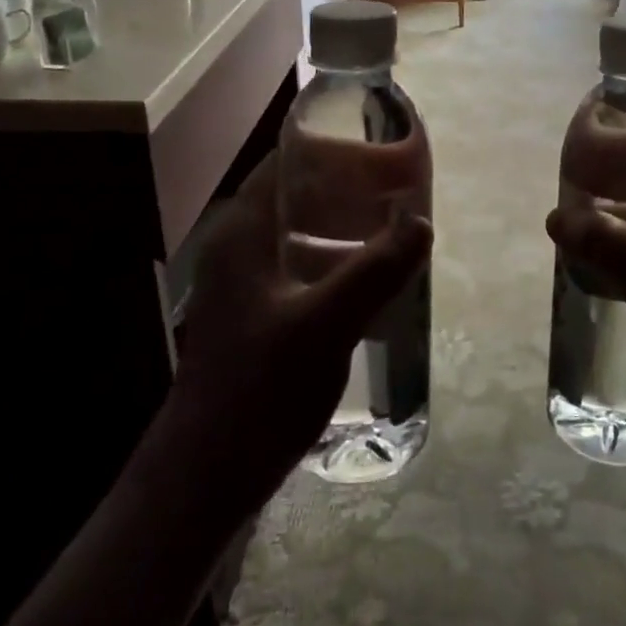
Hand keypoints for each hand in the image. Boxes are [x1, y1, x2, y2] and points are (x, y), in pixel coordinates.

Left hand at [163, 153, 431, 508]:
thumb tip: (421, 222)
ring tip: (393, 228)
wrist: (204, 478)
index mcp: (243, 231)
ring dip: (343, 225)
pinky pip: (299, 266)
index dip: (332, 147)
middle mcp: (238, 246)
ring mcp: (243, 283)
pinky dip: (334, 259)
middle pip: (295, 194)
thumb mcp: (326, 324)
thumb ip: (376, 269)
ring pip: (299, 232)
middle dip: (347, 186)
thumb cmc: (259, 390)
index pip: (285, 161)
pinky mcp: (254, 314)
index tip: (381, 148)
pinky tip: (370, 279)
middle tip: (398, 189)